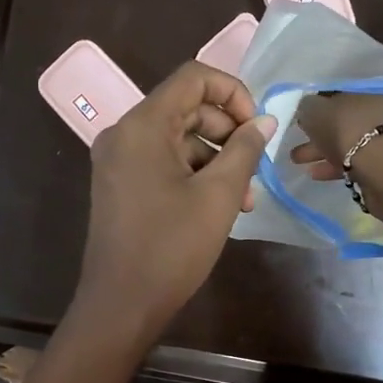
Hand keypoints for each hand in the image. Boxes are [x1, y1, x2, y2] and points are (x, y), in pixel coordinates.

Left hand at [73, 62, 275, 343]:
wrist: (121, 304)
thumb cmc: (172, 247)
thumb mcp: (218, 195)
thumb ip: (244, 149)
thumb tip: (265, 120)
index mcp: (143, 125)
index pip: (193, 78)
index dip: (233, 92)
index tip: (257, 126)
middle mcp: (124, 133)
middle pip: (186, 108)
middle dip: (227, 133)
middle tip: (255, 168)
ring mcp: (117, 160)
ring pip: (177, 139)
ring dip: (215, 159)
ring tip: (244, 198)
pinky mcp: (119, 184)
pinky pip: (162, 162)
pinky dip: (192, 174)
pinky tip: (218, 206)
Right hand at [291, 91, 382, 220]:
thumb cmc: (352, 130)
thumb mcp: (319, 111)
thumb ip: (308, 107)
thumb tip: (305, 108)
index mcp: (375, 89)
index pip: (342, 93)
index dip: (319, 104)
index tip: (301, 115)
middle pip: (345, 119)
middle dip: (318, 131)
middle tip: (296, 139)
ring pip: (349, 142)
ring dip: (322, 151)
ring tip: (297, 160)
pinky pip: (355, 163)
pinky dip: (334, 166)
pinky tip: (315, 173)